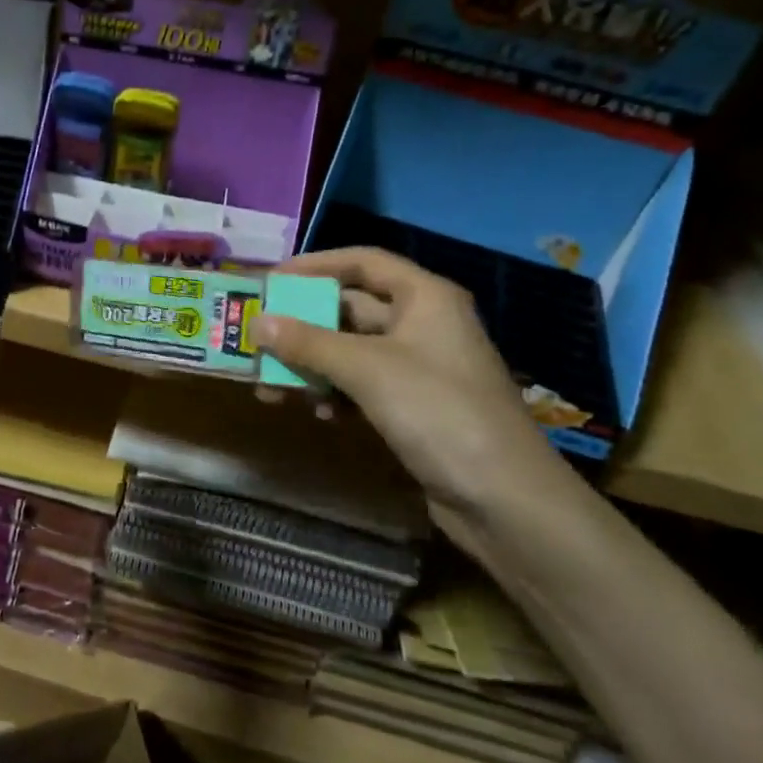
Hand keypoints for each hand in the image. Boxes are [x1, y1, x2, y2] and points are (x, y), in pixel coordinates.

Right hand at [253, 247, 577, 552]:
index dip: (314, 265)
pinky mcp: (414, 407)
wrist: (505, 501)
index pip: (362, 262)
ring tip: (268, 384)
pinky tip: (314, 412)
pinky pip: (361, 386)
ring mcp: (418, 368)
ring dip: (310, 364)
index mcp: (424, 297)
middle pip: (351, 308)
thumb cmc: (439, 412)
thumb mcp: (368, 370)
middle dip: (302, 323)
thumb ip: (309, 343)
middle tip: (257, 335)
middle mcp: (422, 324)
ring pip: (351, 351)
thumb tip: (257, 323)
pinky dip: (334, 393)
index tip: (270, 281)